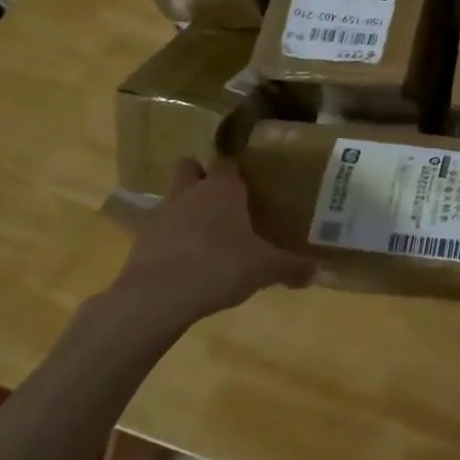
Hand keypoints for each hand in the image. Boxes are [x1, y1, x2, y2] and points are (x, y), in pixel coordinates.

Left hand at [107, 159, 312, 335]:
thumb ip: (291, 267)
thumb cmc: (220, 266)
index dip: (237, 170)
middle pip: (189, 167)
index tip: (250, 183)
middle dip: (201, 176)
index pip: (228, 162)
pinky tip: (184, 259)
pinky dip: (169, 238)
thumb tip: (318, 271)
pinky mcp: (140, 241)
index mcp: (223, 189)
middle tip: (220, 198)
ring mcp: (161, 214)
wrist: (157, 297)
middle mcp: (190, 192)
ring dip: (183, 207)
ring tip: (203, 231)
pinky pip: (157, 230)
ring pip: (171, 196)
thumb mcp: (265, 268)